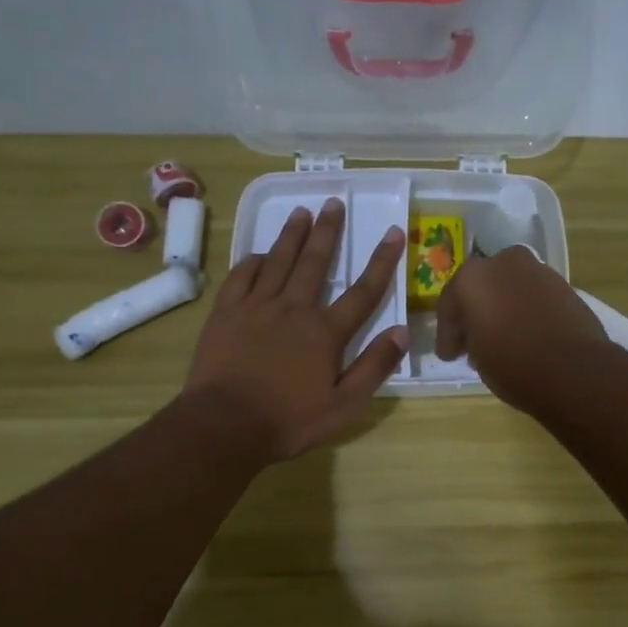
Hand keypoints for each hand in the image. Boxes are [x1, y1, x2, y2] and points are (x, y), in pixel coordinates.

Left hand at [184, 198, 408, 460]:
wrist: (225, 424)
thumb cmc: (290, 421)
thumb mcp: (344, 405)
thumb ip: (374, 367)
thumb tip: (402, 331)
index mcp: (325, 332)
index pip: (363, 291)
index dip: (381, 261)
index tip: (392, 233)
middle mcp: (294, 309)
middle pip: (315, 263)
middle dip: (328, 232)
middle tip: (334, 202)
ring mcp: (256, 307)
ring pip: (278, 261)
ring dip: (291, 235)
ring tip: (301, 212)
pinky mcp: (226, 313)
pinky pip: (241, 276)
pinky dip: (253, 261)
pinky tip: (259, 253)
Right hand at [435, 245, 608, 412]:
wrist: (575, 370)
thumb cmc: (513, 365)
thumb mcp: (477, 359)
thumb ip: (472, 339)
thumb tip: (479, 337)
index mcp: (472, 277)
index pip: (450, 304)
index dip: (448, 334)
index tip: (450, 355)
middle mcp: (504, 263)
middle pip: (482, 286)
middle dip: (476, 311)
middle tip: (473, 341)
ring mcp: (538, 270)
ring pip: (510, 287)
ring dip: (503, 307)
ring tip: (503, 338)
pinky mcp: (564, 284)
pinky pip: (534, 295)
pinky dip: (527, 309)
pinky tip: (527, 332)